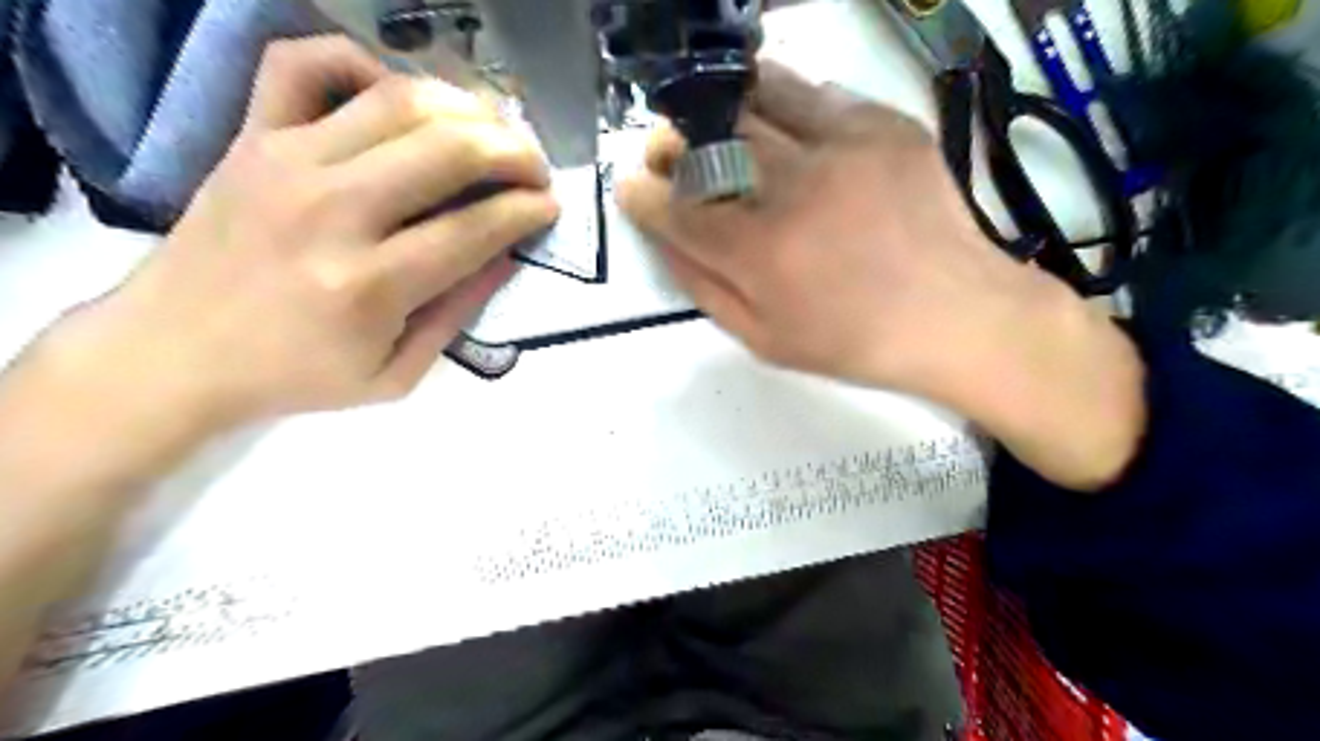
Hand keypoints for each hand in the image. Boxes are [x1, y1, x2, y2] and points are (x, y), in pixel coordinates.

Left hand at [47, 36, 555, 429]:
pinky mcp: (252, 136)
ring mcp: (287, 161)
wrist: (172, 354)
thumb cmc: (296, 376)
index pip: (476, 227)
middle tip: (534, 169)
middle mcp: (333, 210)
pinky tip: (397, 92)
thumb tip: (508, 255)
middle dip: (514, 153)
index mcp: (370, 285)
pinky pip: (304, 63)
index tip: (550, 207)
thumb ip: (458, 313)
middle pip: (449, 150)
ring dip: (466, 108)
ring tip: (492, 131)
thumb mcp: (396, 374)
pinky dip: (359, 60)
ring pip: (399, 100)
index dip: (528, 211)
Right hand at [618, 64, 1146, 488]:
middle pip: (710, 145)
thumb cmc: (855, 341)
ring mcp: (841, 147)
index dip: (644, 197)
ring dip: (719, 111)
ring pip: (755, 102)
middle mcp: (794, 189)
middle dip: (673, 146)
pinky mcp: (882, 125)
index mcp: (762, 254)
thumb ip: (706, 290)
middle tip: (667, 152)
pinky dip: (778, 102)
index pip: (678, 211)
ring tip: (712, 126)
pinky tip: (774, 123)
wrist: (956, 313)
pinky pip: (812, 93)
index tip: (632, 188)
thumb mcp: (766, 341)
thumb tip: (666, 242)